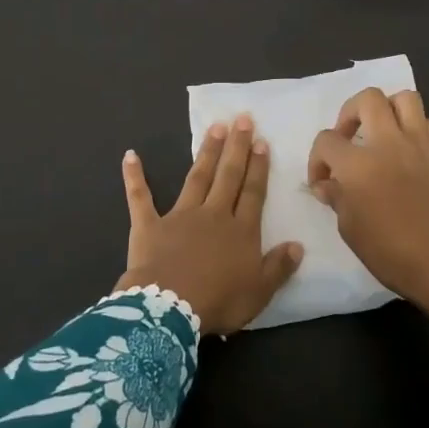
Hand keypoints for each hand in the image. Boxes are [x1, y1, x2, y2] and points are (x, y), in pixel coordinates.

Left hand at [114, 115, 303, 333]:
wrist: (169, 308)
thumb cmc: (218, 301)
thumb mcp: (259, 291)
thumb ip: (279, 267)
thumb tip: (298, 245)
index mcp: (240, 231)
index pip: (253, 193)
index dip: (258, 167)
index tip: (261, 142)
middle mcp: (213, 215)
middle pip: (228, 176)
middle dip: (236, 147)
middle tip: (242, 119)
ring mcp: (180, 217)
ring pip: (197, 178)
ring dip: (206, 152)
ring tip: (214, 128)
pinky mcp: (149, 226)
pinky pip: (140, 198)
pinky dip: (135, 178)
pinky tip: (130, 156)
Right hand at [308, 88, 428, 320]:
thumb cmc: (387, 250)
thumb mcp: (348, 227)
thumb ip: (335, 196)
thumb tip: (325, 183)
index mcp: (357, 165)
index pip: (327, 140)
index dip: (318, 158)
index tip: (323, 179)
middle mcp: (388, 143)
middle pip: (367, 99)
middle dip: (351, 112)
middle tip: (350, 135)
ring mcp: (419, 144)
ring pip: (405, 98)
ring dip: (388, 109)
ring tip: (382, 130)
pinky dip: (416, 128)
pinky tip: (410, 148)